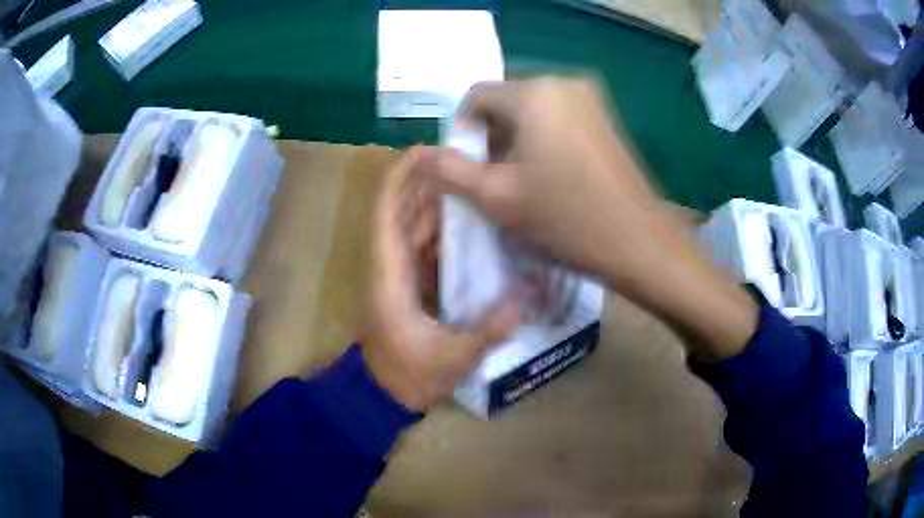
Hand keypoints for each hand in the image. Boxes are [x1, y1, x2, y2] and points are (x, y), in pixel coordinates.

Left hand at [360, 148, 519, 410]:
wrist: (384, 395)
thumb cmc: (408, 377)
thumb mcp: (450, 358)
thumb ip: (487, 331)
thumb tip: (526, 300)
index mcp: (389, 274)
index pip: (387, 212)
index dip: (401, 177)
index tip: (426, 150)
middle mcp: (391, 264)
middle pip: (404, 210)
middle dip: (429, 181)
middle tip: (467, 160)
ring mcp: (401, 273)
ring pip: (415, 226)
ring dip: (438, 202)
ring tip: (475, 182)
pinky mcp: (411, 283)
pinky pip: (427, 245)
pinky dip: (445, 230)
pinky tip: (474, 222)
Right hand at [422, 77, 663, 285]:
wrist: (639, 243)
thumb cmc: (566, 218)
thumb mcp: (496, 197)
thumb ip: (449, 171)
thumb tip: (417, 153)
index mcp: (534, 93)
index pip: (475, 96)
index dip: (462, 131)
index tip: (467, 169)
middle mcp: (564, 83)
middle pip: (505, 103)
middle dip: (491, 139)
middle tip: (494, 181)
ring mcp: (591, 100)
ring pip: (533, 113)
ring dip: (516, 143)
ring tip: (523, 184)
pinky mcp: (607, 120)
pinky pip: (559, 120)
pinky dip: (543, 142)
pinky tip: (552, 179)